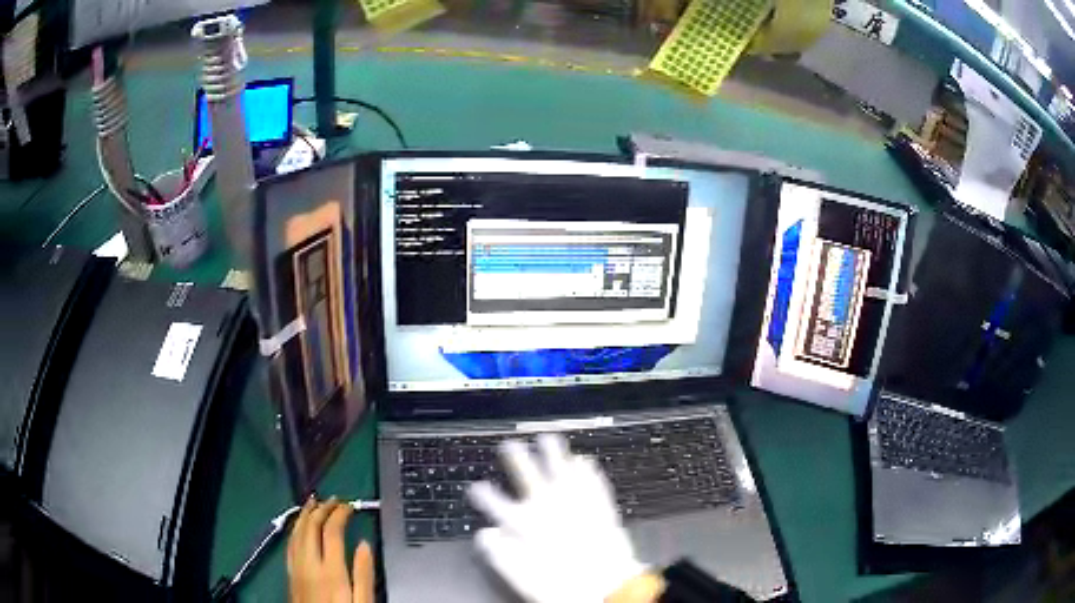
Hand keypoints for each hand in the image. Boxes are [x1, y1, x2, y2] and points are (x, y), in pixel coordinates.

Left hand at [287, 498, 374, 602]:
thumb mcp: (364, 602)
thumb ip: (364, 574)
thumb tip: (365, 544)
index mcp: (331, 570)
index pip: (332, 531)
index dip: (340, 513)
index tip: (349, 506)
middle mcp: (310, 563)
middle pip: (311, 527)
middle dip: (322, 509)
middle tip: (334, 500)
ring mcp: (297, 567)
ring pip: (296, 532)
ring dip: (305, 514)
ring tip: (313, 502)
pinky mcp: (290, 573)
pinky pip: (289, 544)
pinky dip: (295, 528)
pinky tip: (298, 526)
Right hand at [467, 434, 649, 602]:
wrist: (607, 586)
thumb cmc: (560, 585)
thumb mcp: (520, 576)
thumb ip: (498, 553)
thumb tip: (485, 534)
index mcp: (525, 523)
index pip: (495, 503)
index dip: (483, 494)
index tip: (476, 487)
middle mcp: (548, 507)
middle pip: (527, 474)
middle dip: (515, 458)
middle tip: (509, 445)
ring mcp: (576, 502)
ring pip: (560, 469)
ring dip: (552, 453)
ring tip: (547, 439)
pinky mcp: (600, 505)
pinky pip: (592, 480)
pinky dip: (586, 469)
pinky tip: (584, 460)